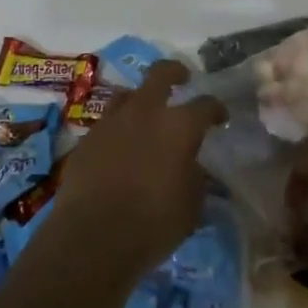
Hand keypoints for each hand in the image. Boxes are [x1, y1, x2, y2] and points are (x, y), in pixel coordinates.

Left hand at [50, 60, 221, 280]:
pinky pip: (108, 122)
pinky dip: (118, 128)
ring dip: (141, 99)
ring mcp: (112, 121)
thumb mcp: (191, 207)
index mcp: (178, 126)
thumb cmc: (153, 224)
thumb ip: (195, 178)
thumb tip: (193, 166)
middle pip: (161, 73)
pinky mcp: (87, 137)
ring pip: (129, 93)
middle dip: (175, 71)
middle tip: (183, 77)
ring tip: (146, 113)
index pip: (205, 105)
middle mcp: (145, 112)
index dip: (215, 109)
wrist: (92, 235)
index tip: (220, 117)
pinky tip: (121, 146)